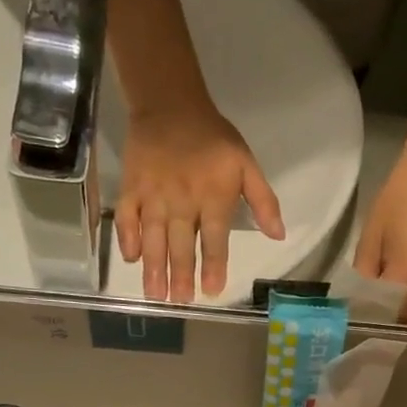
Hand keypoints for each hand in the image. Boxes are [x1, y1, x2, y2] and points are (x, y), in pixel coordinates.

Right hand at [116, 102, 285, 302]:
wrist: (170, 104)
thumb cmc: (214, 139)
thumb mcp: (247, 164)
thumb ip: (264, 201)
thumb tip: (280, 235)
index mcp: (213, 196)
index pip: (214, 238)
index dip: (213, 265)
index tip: (212, 290)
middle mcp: (182, 200)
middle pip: (181, 243)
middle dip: (180, 274)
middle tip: (179, 301)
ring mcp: (153, 195)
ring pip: (153, 236)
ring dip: (154, 267)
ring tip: (155, 294)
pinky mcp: (131, 187)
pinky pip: (127, 216)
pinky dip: (127, 237)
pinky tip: (131, 258)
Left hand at [353, 156, 406, 327]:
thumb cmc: (399, 200)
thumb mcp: (371, 237)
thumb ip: (364, 275)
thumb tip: (357, 303)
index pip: (390, 316)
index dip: (373, 325)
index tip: (357, 330)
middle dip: (399, 337)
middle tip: (378, 333)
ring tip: (391, 324)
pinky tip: (406, 309)